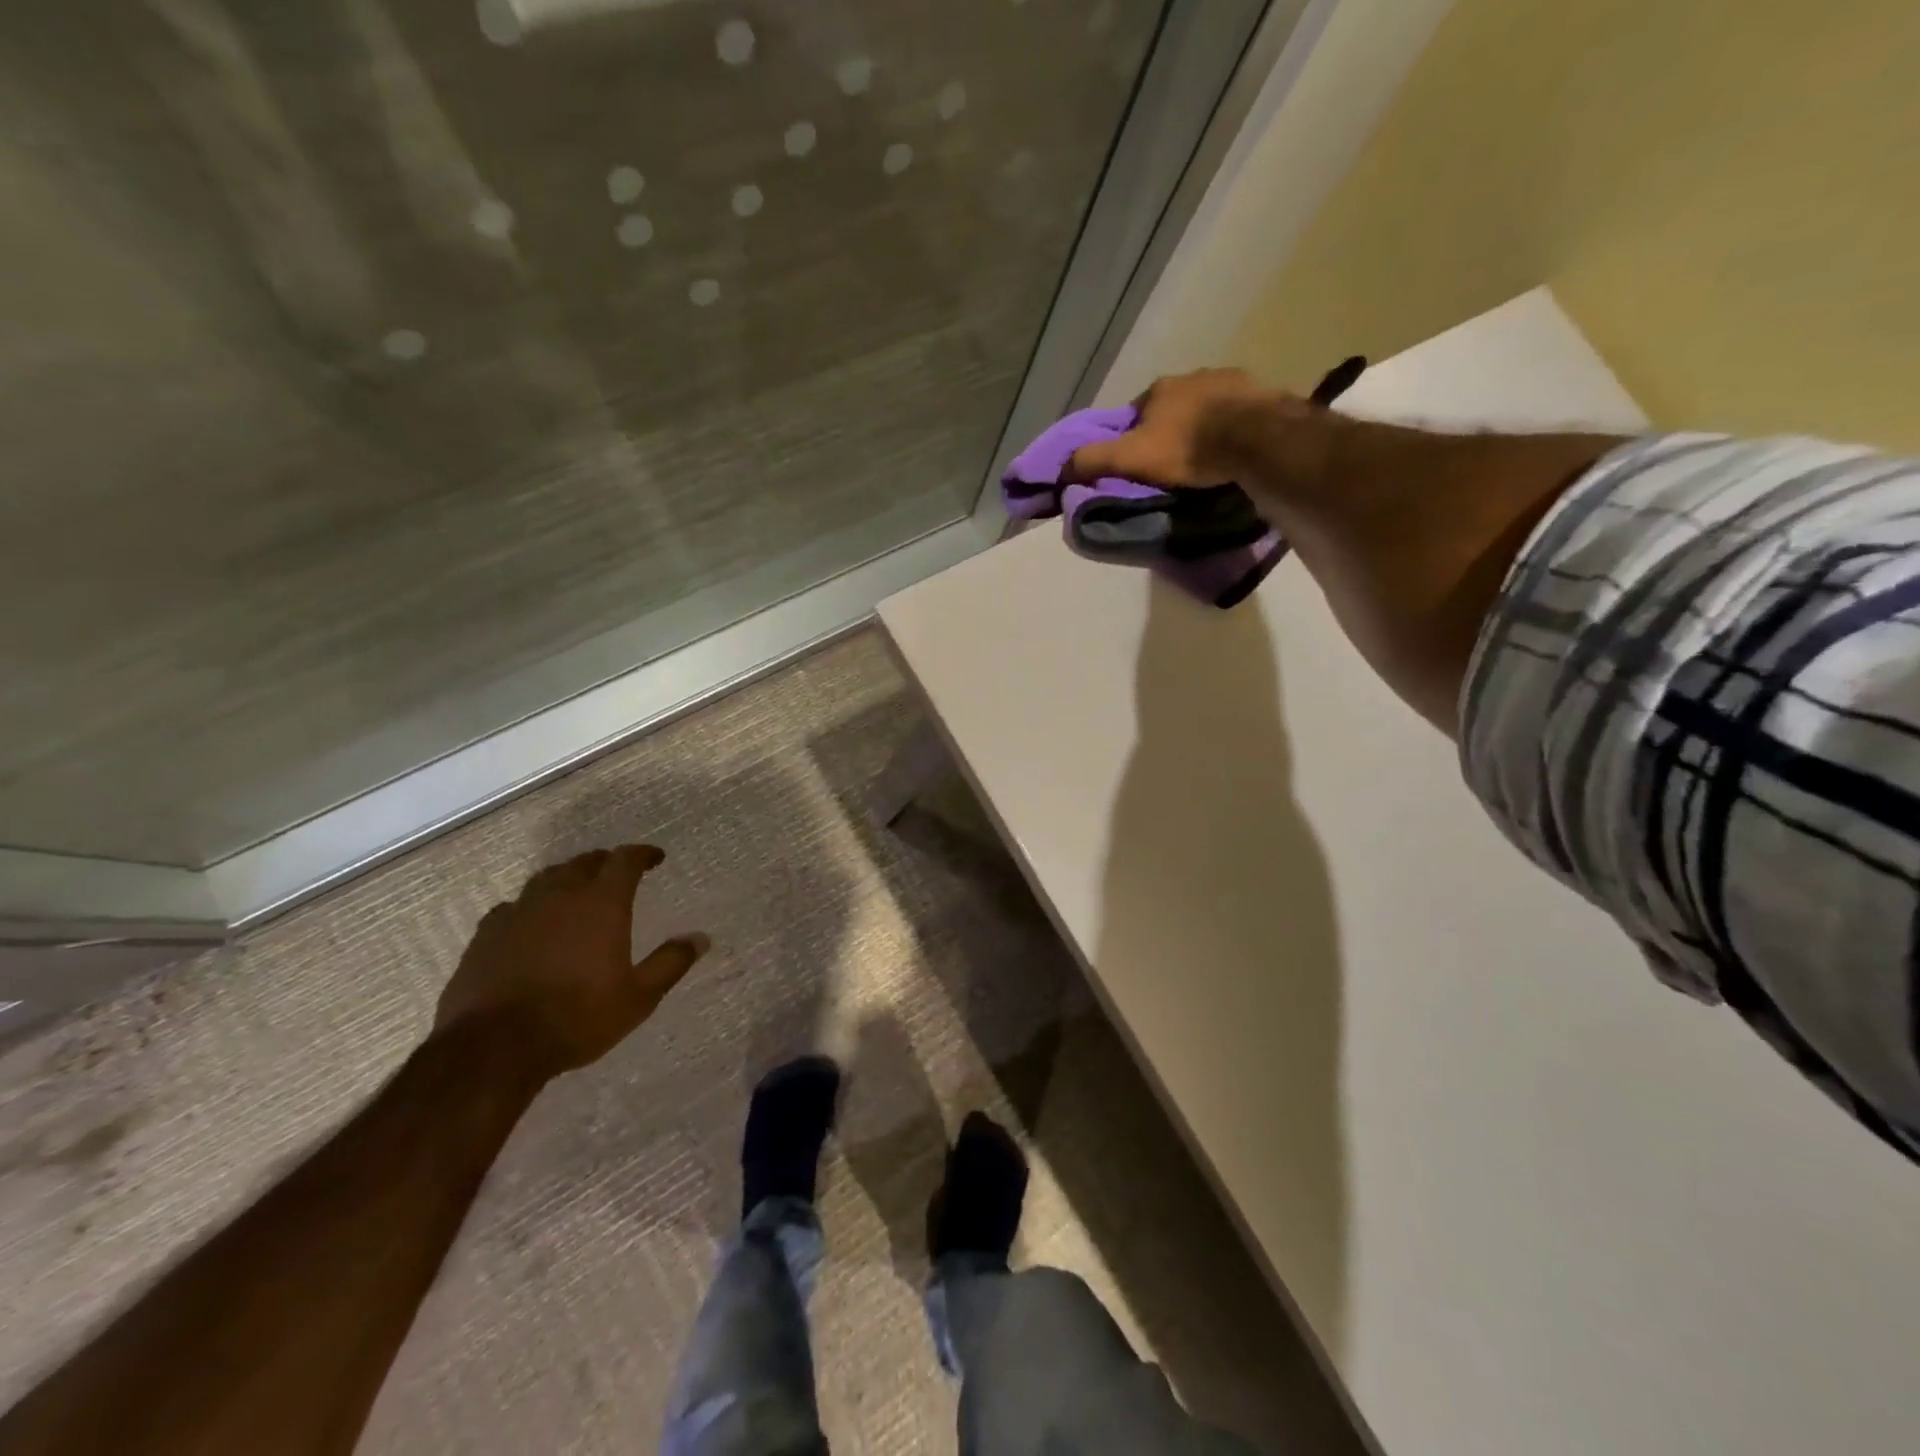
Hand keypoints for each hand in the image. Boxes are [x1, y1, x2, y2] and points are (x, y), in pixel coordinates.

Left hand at [434, 845, 707, 1077]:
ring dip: (567, 878)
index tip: (656, 858)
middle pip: (584, 862)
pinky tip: (531, 923)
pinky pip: (512, 906)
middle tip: (617, 873)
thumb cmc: (578, 1017)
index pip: (625, 860)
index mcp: (602, 903)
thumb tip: (701, 938)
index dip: (642, 854)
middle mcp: (560, 896)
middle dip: (605, 863)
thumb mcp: (639, 997)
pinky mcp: (485, 935)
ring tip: (576, 891)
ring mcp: (518, 912)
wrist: (494, 1048)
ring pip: (546, 879)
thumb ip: (671, 962)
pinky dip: (530, 906)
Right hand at [1065, 368, 1278, 488]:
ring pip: (1204, 407)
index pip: (1134, 413)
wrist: (1252, 437)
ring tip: (1204, 456)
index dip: (1131, 436)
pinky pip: (1235, 411)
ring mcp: (1227, 380)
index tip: (1136, 461)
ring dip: (1200, 425)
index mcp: (1157, 390)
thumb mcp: (1130, 459)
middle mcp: (1190, 376)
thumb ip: (1094, 460)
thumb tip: (1060, 468)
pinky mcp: (1258, 393)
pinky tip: (1232, 446)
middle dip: (1168, 429)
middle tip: (1171, 462)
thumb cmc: (1186, 447)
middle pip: (1170, 407)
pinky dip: (1229, 426)